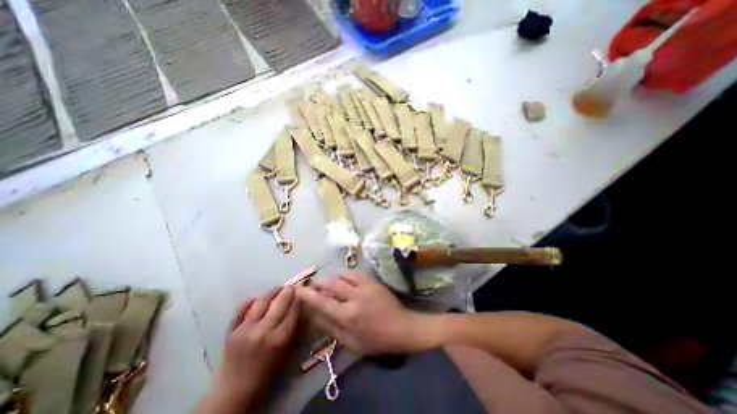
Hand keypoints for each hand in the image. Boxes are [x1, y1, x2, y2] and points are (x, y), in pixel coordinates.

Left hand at [217, 287, 299, 405]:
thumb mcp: (287, 352)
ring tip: (278, 289)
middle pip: (279, 302)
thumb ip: (294, 329)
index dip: (298, 299)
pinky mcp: (231, 331)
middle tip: (291, 287)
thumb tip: (299, 308)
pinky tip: (256, 298)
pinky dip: (249, 301)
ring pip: (262, 301)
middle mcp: (264, 331)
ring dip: (272, 292)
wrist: (235, 392)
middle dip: (288, 291)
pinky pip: (241, 309)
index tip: (301, 293)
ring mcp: (246, 329)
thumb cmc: (267, 373)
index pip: (293, 310)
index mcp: (280, 338)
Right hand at [296, 271, 430, 354]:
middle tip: (311, 283)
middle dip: (318, 282)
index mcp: (347, 316)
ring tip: (326, 282)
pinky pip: (354, 273)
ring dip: (331, 278)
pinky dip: (345, 275)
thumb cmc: (375, 340)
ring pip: (341, 276)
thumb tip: (314, 315)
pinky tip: (342, 278)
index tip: (298, 289)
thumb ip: (331, 328)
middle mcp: (354, 298)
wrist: (401, 327)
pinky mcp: (372, 281)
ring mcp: (364, 287)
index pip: (322, 302)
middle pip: (330, 284)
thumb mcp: (350, 342)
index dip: (307, 295)